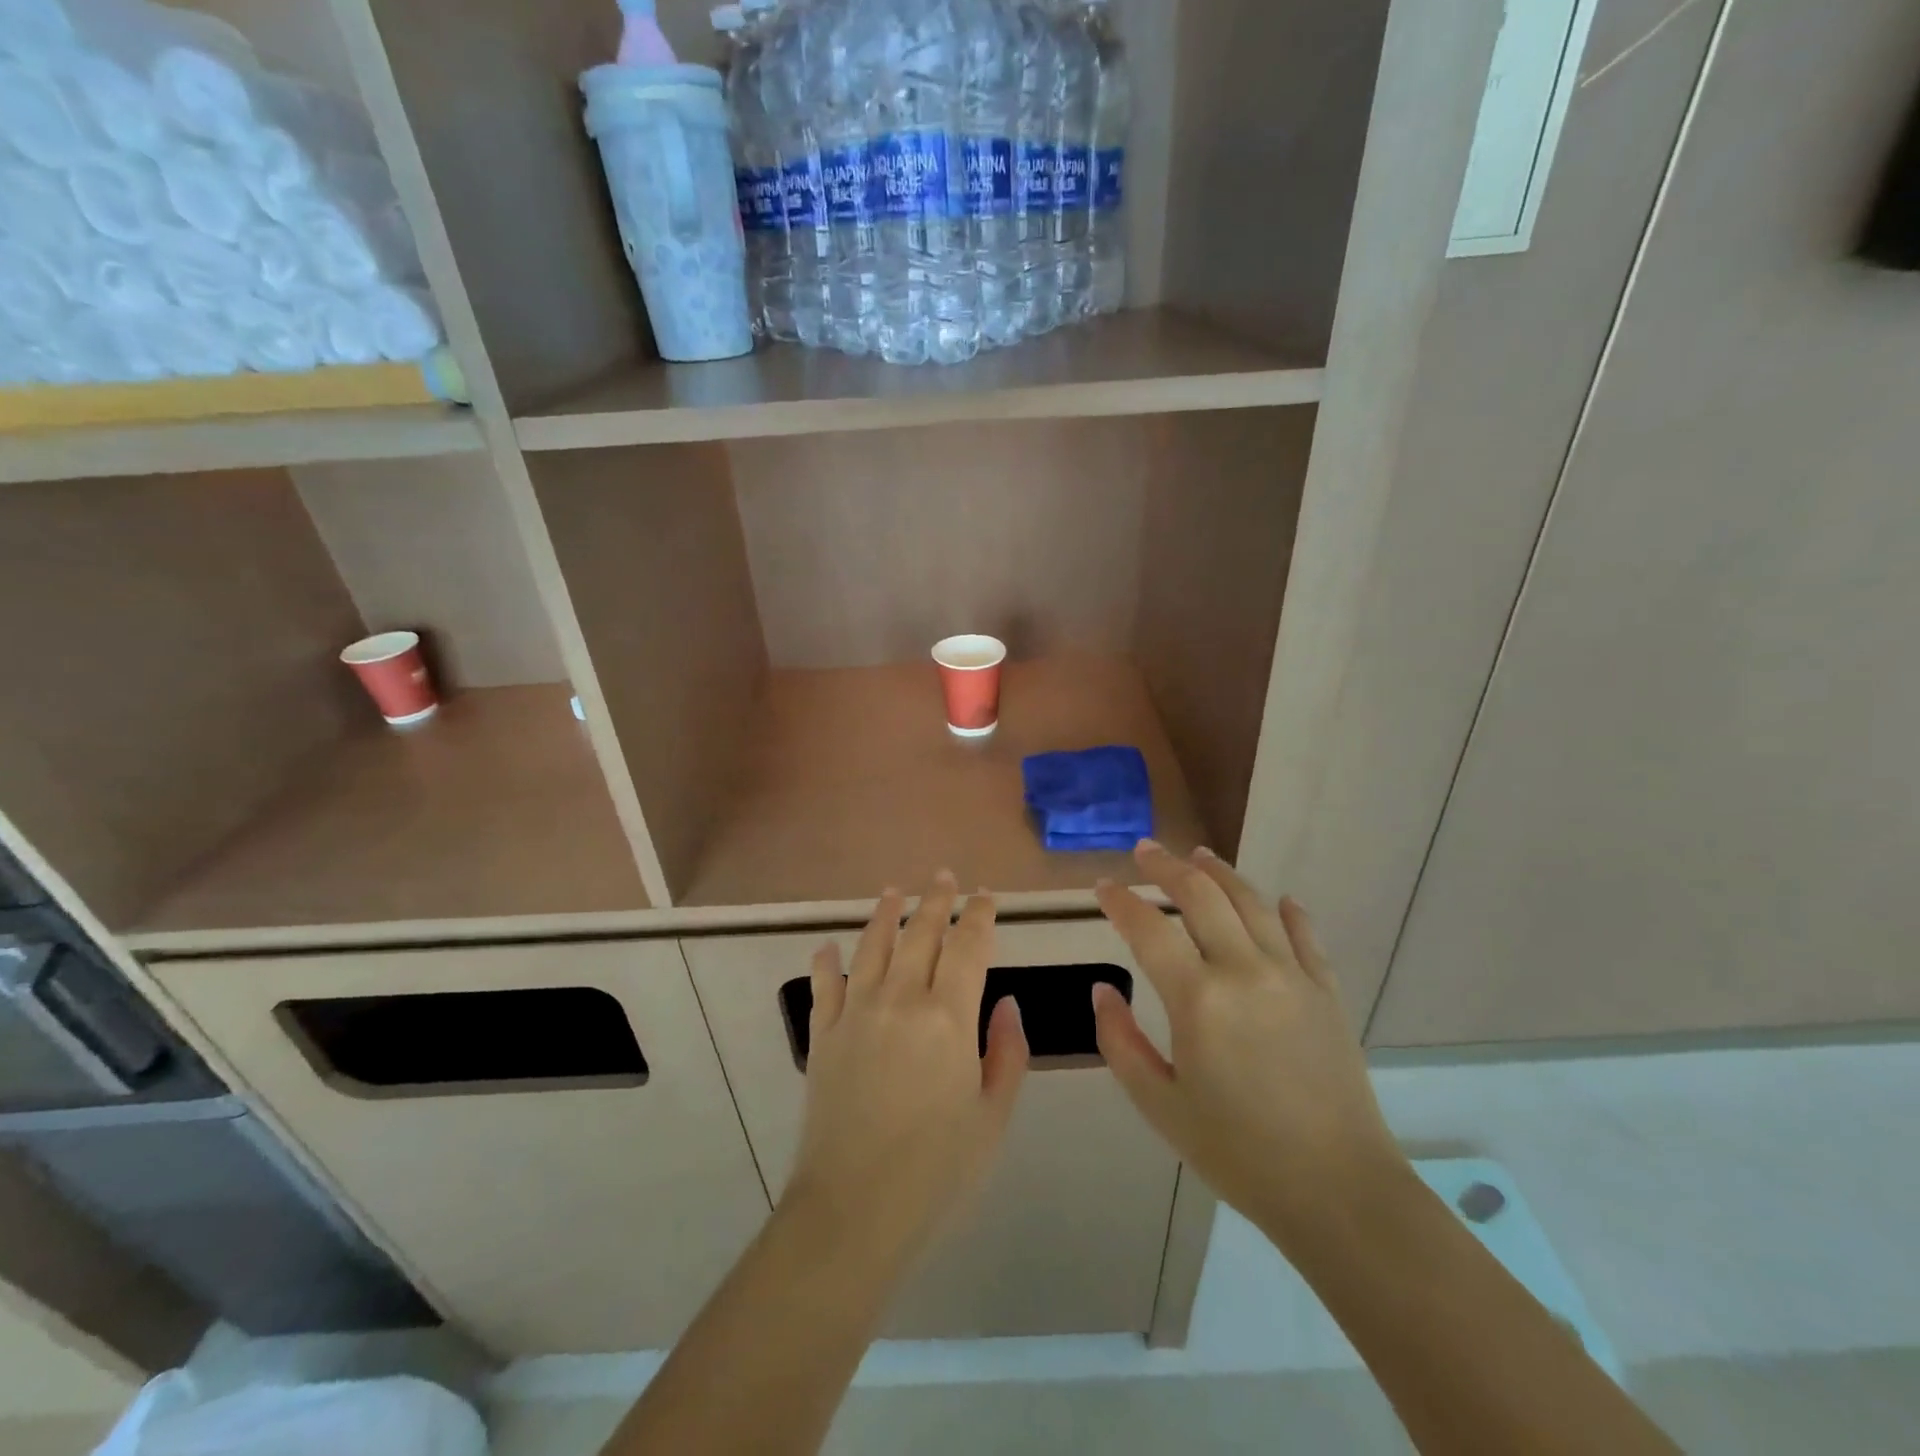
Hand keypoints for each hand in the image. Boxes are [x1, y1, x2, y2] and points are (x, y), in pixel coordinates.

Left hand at [785, 873, 1030, 1264]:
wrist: (853, 1211)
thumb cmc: (936, 1171)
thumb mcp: (992, 1117)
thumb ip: (1006, 1053)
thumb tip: (1007, 1002)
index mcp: (948, 1017)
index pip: (968, 947)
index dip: (979, 916)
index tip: (985, 896)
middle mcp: (900, 999)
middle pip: (920, 934)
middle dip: (936, 901)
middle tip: (943, 877)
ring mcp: (856, 1013)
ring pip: (872, 946)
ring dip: (886, 914)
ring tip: (894, 892)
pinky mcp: (822, 1036)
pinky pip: (825, 986)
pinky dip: (827, 962)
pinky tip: (828, 946)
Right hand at [1093, 842, 1406, 1250]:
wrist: (1339, 1191)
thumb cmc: (1238, 1152)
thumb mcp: (1160, 1105)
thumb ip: (1121, 1042)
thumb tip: (1102, 991)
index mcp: (1198, 999)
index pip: (1148, 928)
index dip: (1120, 901)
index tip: (1102, 887)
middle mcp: (1244, 970)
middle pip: (1201, 896)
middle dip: (1167, 867)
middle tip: (1145, 850)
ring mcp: (1292, 975)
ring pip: (1251, 902)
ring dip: (1220, 872)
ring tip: (1199, 855)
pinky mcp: (1326, 991)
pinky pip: (1304, 935)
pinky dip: (1287, 911)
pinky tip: (1279, 899)